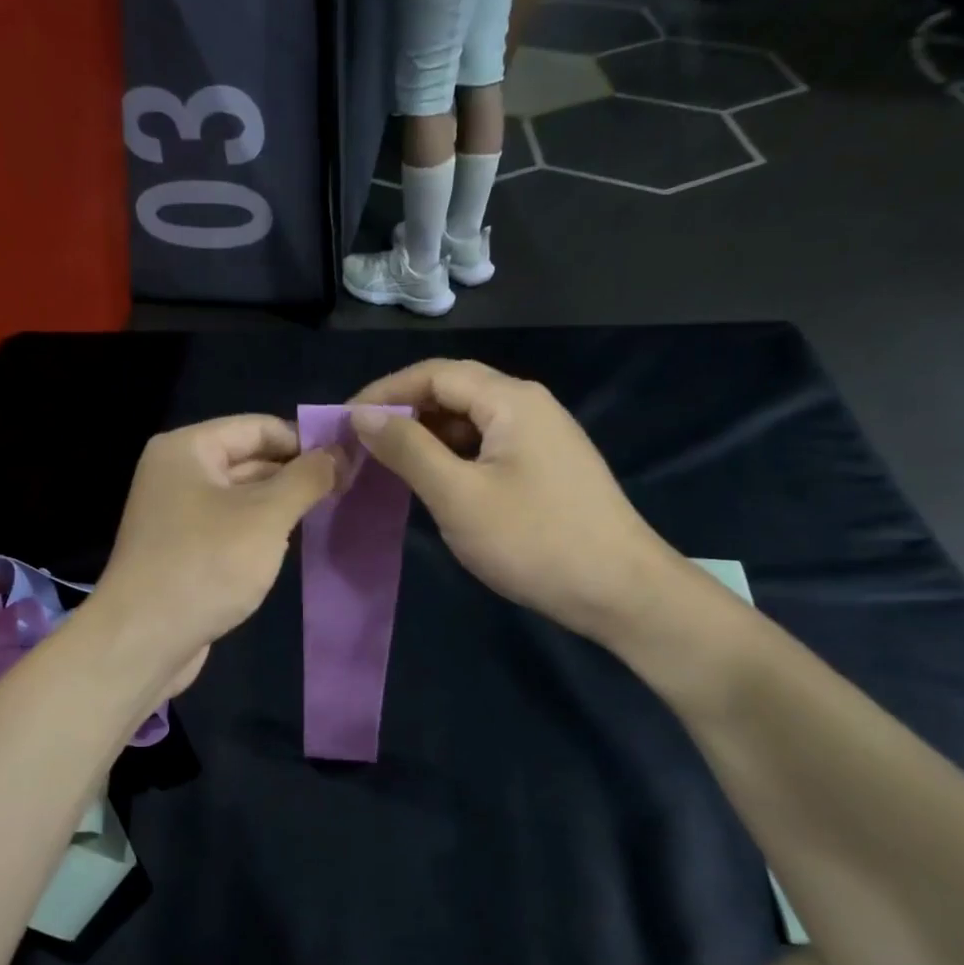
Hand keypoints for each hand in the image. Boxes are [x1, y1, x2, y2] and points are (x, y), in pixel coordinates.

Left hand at [89, 415, 341, 693]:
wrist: (144, 640)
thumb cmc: (206, 565)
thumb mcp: (266, 516)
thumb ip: (306, 479)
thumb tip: (340, 452)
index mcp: (187, 449)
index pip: (258, 427)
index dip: (304, 440)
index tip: (347, 461)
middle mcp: (177, 473)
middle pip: (249, 459)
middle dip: (295, 474)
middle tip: (347, 489)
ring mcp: (177, 514)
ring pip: (242, 496)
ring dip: (281, 504)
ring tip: (329, 513)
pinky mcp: (183, 550)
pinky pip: (230, 527)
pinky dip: (259, 531)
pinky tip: (292, 544)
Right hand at [350, 360, 676, 639]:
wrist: (620, 591)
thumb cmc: (534, 541)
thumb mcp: (458, 496)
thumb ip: (408, 450)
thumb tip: (363, 416)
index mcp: (510, 400)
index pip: (434, 374)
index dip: (384, 392)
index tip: (343, 423)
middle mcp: (528, 406)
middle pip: (453, 393)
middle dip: (403, 415)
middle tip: (360, 447)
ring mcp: (541, 438)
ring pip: (469, 424)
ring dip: (426, 439)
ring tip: (387, 468)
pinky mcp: (546, 468)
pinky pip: (487, 449)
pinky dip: (452, 459)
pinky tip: (433, 486)